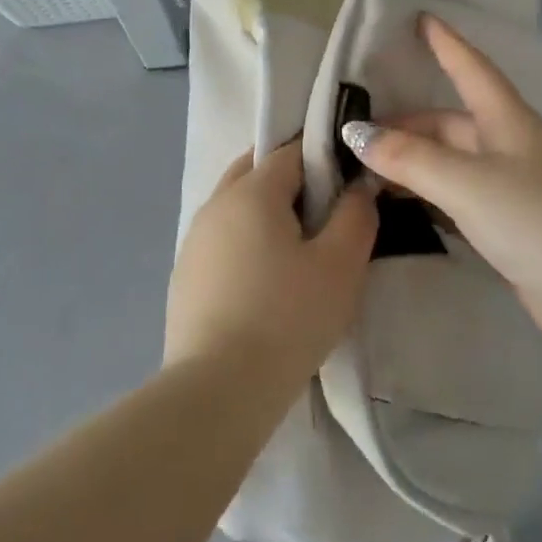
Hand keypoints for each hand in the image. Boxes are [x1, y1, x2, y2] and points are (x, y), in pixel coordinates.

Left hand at [164, 142, 377, 384]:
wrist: (218, 389)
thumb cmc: (287, 318)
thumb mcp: (341, 265)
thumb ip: (356, 215)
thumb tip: (357, 187)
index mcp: (251, 191)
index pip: (290, 151)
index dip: (323, 160)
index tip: (347, 187)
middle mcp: (215, 204)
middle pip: (256, 171)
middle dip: (291, 181)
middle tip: (324, 217)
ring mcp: (193, 240)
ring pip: (236, 206)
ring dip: (266, 214)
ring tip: (298, 253)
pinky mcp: (184, 275)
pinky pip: (222, 240)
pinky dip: (245, 244)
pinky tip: (264, 283)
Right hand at [341, 15, 541, 364]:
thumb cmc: (539, 221)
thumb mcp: (467, 182)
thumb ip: (410, 158)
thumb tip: (356, 134)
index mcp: (508, 122)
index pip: (471, 69)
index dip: (446, 43)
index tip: (420, 18)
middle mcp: (512, 149)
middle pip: (452, 124)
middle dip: (407, 125)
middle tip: (356, 136)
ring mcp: (515, 191)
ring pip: (453, 165)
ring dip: (414, 165)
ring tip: (367, 172)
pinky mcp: (515, 230)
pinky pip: (460, 201)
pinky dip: (430, 199)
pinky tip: (404, 209)